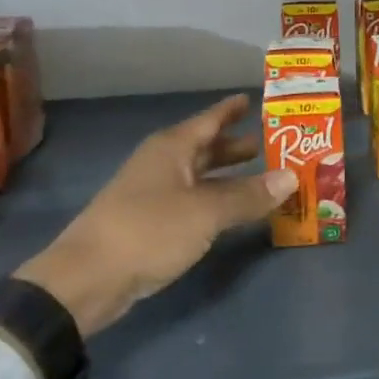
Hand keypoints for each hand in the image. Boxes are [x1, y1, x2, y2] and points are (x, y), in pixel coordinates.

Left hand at [14, 95, 295, 335]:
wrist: (87, 279)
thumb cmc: (149, 231)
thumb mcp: (206, 212)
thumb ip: (248, 195)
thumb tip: (292, 176)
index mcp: (172, 148)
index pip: (210, 119)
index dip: (232, 109)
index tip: (255, 99)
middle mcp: (162, 163)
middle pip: (205, 148)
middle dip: (236, 146)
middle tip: (271, 143)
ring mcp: (153, 193)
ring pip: (199, 176)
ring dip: (228, 176)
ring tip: (261, 177)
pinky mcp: (150, 223)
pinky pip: (193, 201)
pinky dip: (215, 201)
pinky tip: (232, 212)